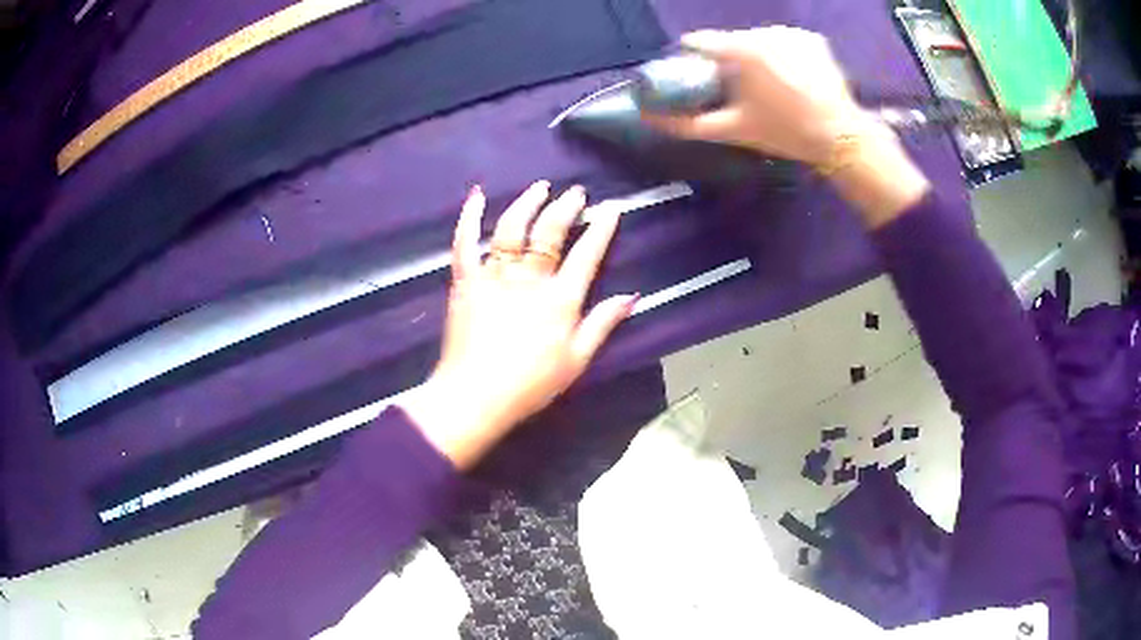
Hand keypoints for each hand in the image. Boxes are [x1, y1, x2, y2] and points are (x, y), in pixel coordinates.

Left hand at [401, 182, 637, 468]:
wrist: (475, 395)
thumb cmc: (530, 385)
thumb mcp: (576, 360)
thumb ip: (602, 324)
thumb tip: (631, 297)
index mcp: (559, 300)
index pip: (586, 255)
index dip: (601, 229)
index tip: (611, 209)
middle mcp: (529, 279)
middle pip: (550, 233)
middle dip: (566, 208)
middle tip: (576, 193)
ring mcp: (494, 276)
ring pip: (512, 229)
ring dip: (527, 203)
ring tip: (540, 187)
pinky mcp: (465, 281)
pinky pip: (465, 243)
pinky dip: (470, 217)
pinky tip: (477, 196)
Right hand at [649, 28, 929, 226]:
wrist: (840, 136)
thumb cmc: (784, 133)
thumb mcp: (732, 130)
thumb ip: (686, 123)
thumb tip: (645, 117)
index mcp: (740, 50)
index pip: (699, 41)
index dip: (694, 55)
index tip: (698, 71)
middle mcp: (762, 32)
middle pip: (731, 40)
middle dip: (730, 59)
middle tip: (741, 87)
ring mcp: (789, 32)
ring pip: (758, 39)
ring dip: (757, 55)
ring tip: (771, 84)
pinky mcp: (810, 37)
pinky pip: (783, 40)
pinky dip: (782, 53)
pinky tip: (792, 75)